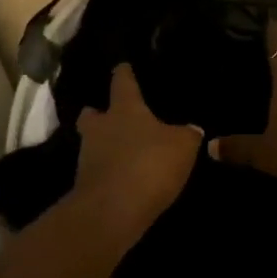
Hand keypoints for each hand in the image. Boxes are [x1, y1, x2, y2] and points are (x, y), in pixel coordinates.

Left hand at [74, 63, 202, 231]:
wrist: (111, 211)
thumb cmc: (148, 164)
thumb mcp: (182, 147)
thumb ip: (187, 134)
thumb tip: (192, 128)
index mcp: (124, 109)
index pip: (122, 83)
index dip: (124, 73)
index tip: (122, 66)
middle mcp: (100, 127)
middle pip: (92, 114)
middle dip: (98, 113)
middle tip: (110, 116)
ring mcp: (87, 157)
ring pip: (92, 142)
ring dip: (103, 145)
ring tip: (122, 152)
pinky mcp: (84, 185)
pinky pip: (97, 170)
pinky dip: (107, 171)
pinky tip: (122, 178)